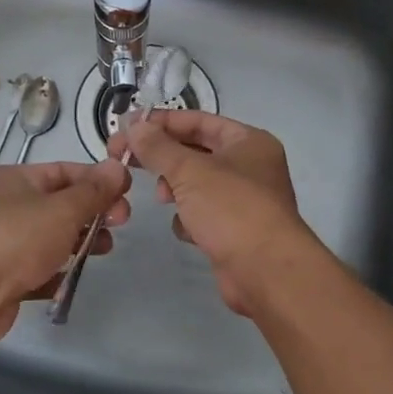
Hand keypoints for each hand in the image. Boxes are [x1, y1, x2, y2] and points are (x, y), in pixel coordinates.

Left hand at [0, 159, 131, 340]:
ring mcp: (4, 243)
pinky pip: (38, 269)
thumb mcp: (63, 209)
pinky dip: (57, 272)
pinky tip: (72, 278)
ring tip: (104, 250)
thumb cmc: (16, 239)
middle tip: (121, 223)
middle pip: (60, 204)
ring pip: (51, 237)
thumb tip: (118, 166)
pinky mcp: (3, 277)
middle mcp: (8, 206)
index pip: (66, 171)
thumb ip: (94, 191)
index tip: (127, 194)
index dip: (98, 180)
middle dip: (93, 212)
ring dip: (80, 241)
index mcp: (18, 180)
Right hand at [113, 111, 312, 313]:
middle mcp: (250, 166)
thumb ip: (158, 147)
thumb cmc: (232, 209)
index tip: (128, 127)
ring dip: (175, 188)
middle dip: (164, 156)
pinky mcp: (234, 231)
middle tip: (126, 159)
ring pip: (197, 184)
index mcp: (248, 141)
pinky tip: (186, 229)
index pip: (199, 120)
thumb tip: (134, 126)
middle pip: (196, 151)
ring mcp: (243, 200)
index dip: (162, 122)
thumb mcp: (190, 171)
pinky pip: (203, 214)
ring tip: (162, 198)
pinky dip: (190, 219)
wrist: (266, 272)